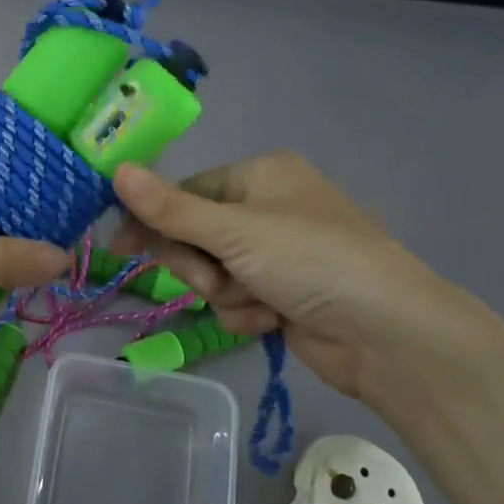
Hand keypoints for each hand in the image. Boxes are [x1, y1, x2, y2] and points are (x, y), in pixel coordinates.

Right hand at [110, 153, 503, 409]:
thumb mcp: (232, 230)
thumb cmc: (309, 260)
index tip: (120, 247)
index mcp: (260, 174)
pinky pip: (238, 300)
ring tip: (258, 302)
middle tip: (213, 279)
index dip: (153, 219)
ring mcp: (278, 254)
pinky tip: (274, 320)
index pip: (186, 192)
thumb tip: (116, 169)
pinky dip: (248, 313)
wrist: (387, 333)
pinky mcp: (284, 294)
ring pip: (213, 273)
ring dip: (226, 293)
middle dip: (200, 264)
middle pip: (196, 234)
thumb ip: (170, 207)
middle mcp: (268, 208)